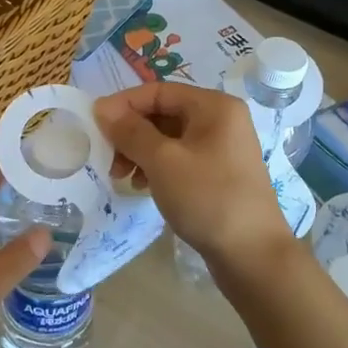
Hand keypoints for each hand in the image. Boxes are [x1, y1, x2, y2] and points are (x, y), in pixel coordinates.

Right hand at [94, 82, 299, 286]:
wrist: (253, 255)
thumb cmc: (207, 198)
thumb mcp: (163, 161)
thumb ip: (130, 131)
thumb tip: (103, 108)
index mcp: (214, 106)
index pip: (158, 91)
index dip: (124, 104)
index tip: (95, 124)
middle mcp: (222, 120)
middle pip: (164, 113)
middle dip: (131, 132)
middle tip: (107, 157)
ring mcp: (223, 148)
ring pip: (170, 138)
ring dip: (141, 151)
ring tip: (122, 176)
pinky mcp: (220, 173)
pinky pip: (181, 158)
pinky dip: (158, 167)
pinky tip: (143, 186)